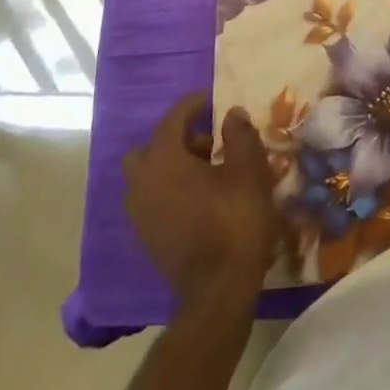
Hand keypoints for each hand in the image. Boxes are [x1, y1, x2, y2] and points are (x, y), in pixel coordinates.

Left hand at [124, 92, 277, 309]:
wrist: (219, 289)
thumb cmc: (235, 220)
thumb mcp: (249, 170)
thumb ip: (239, 135)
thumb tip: (231, 114)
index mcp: (163, 161)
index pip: (172, 120)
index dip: (192, 105)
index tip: (210, 100)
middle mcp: (142, 183)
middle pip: (150, 148)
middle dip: (177, 139)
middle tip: (209, 144)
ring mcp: (140, 214)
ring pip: (148, 175)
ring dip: (173, 166)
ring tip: (209, 173)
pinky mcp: (147, 237)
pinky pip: (153, 199)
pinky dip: (170, 189)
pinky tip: (201, 199)